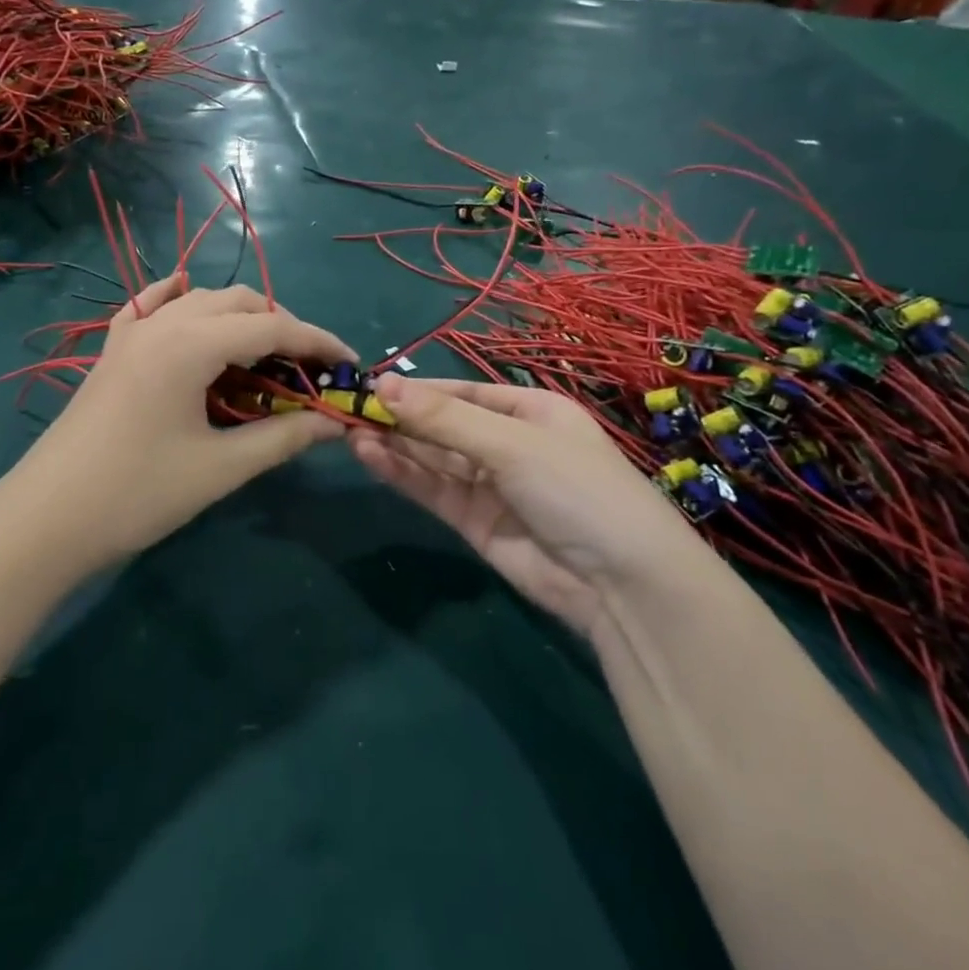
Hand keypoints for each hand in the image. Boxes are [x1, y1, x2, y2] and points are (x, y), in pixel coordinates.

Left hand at [13, 275, 355, 569]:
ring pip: (199, 301)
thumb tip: (335, 423)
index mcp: (191, 344)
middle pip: (239, 303)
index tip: (350, 365)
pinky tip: (188, 302)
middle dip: (282, 328)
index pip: (272, 327)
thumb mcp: (220, 468)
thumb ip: (283, 438)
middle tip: (308, 371)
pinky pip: (151, 307)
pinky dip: (180, 301)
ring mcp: (131, 333)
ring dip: (241, 319)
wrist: (46, 520)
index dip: (318, 342)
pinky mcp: (112, 351)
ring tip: (266, 358)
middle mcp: (163, 323)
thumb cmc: (138, 494)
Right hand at [349, 376, 701, 631]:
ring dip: (394, 444)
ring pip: (432, 457)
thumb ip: (444, 419)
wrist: (620, 583)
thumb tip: (382, 385)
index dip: (417, 390)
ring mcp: (489, 484)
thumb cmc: (577, 489)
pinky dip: (402, 473)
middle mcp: (507, 442)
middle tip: (348, 409)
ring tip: (349, 430)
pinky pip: (432, 488)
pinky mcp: (473, 521)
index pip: (462, 392)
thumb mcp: (511, 443)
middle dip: (400, 417)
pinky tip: (370, 456)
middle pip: (443, 424)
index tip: (371, 386)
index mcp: (529, 410)